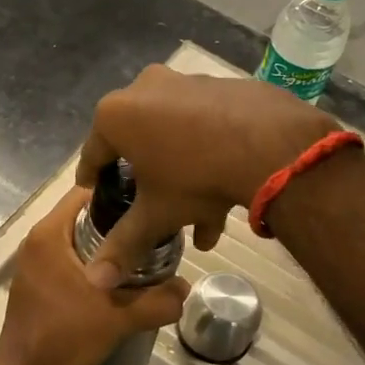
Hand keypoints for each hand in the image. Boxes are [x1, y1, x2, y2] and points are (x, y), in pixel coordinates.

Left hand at [0, 188, 190, 364]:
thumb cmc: (64, 336)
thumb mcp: (118, 317)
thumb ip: (157, 301)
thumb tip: (185, 288)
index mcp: (49, 234)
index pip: (87, 191)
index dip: (119, 192)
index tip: (149, 203)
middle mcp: (37, 241)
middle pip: (84, 216)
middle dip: (118, 223)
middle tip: (152, 233)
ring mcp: (33, 263)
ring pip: (78, 241)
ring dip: (107, 247)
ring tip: (141, 258)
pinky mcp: (36, 283)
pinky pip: (69, 260)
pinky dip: (93, 265)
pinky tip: (118, 283)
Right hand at [75, 65, 333, 287]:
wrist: (270, 145)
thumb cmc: (195, 177)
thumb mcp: (156, 215)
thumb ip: (124, 245)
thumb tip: (95, 280)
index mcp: (118, 114)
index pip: (94, 152)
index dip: (93, 177)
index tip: (93, 190)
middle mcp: (147, 88)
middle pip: (140, 143)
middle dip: (148, 181)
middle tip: (150, 207)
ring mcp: (189, 83)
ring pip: (178, 138)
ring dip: (185, 176)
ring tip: (200, 223)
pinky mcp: (224, 87)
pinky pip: (207, 127)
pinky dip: (211, 156)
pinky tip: (226, 194)